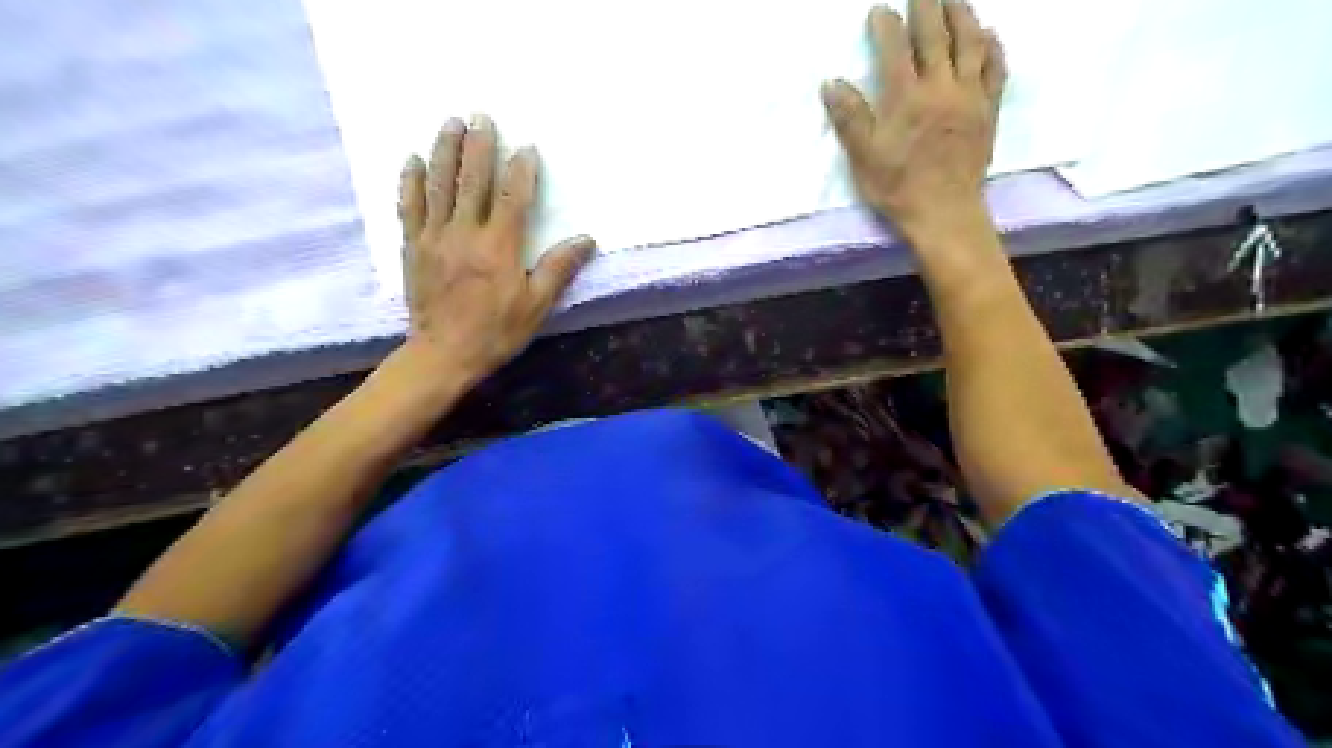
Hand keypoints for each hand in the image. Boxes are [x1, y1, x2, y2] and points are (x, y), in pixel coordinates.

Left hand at [396, 115, 596, 383]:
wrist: (444, 354)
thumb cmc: (496, 331)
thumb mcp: (537, 305)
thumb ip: (559, 268)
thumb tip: (586, 239)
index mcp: (499, 246)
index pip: (513, 197)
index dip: (521, 170)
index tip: (526, 148)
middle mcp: (465, 233)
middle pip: (472, 180)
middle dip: (478, 146)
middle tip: (481, 116)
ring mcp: (434, 237)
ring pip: (439, 185)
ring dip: (445, 150)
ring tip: (450, 122)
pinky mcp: (413, 247)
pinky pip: (409, 206)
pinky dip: (411, 181)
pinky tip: (412, 159)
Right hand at [823, 0, 1011, 241]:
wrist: (945, 212)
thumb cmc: (899, 188)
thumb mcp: (864, 158)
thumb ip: (850, 118)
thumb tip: (832, 83)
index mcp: (906, 98)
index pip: (895, 49)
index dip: (886, 25)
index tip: (879, 11)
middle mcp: (941, 87)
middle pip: (936, 35)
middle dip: (927, 5)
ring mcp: (971, 96)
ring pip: (971, 43)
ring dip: (962, 15)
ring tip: (955, 0)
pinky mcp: (989, 110)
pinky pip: (996, 68)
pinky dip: (993, 46)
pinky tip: (989, 34)